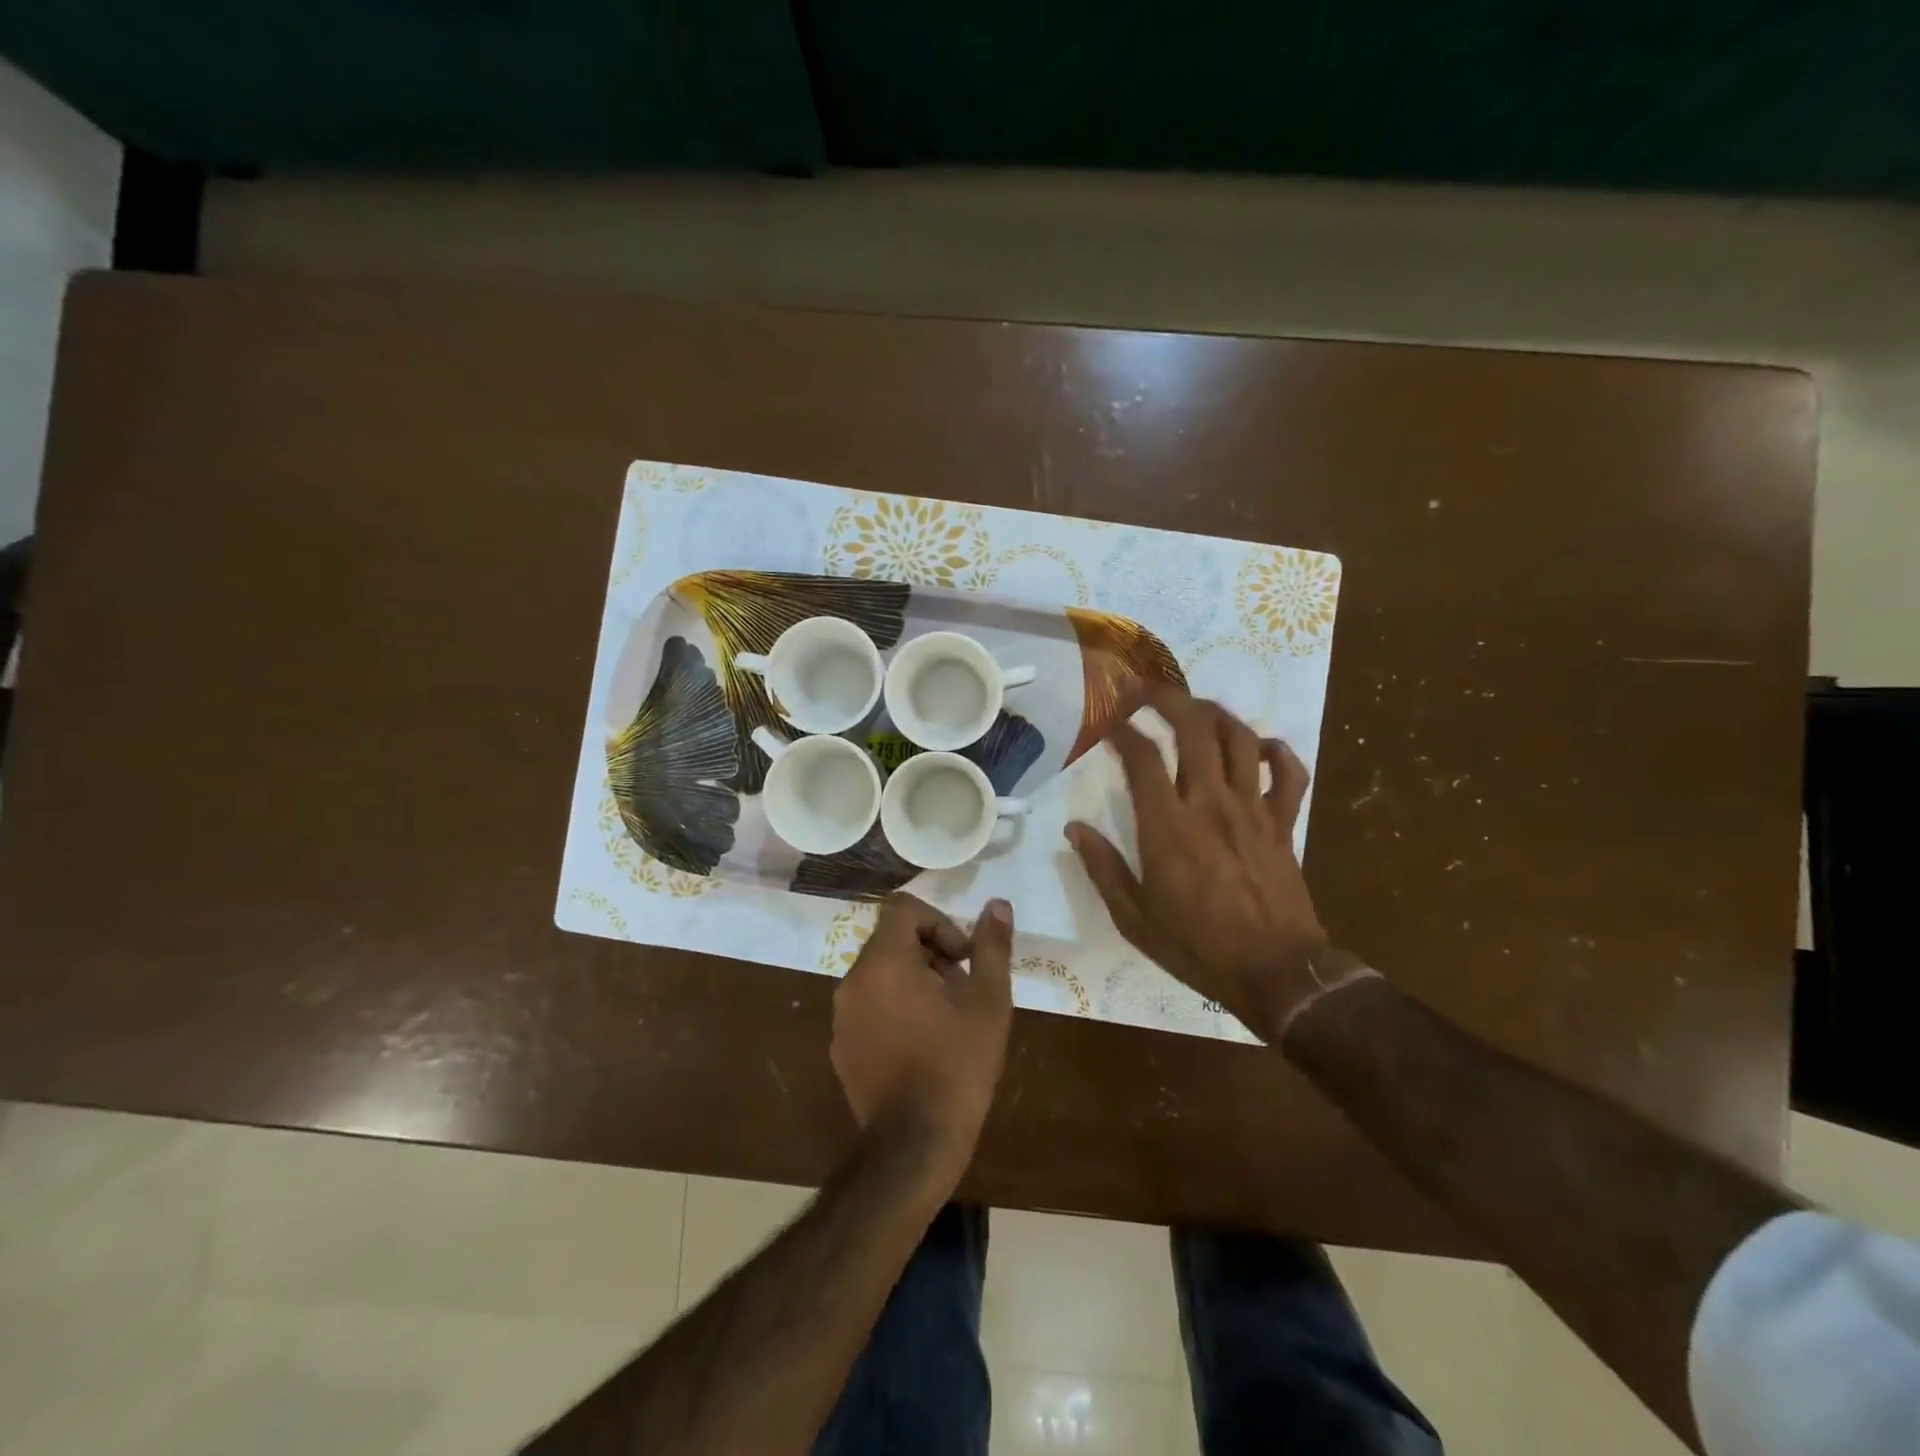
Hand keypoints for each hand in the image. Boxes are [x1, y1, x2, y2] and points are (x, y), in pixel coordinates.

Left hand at [832, 893, 1013, 1176]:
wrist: (914, 1146)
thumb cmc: (957, 1066)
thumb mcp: (988, 1002)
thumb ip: (992, 947)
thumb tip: (997, 904)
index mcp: (884, 961)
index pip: (903, 908)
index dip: (939, 922)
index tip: (963, 958)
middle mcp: (853, 980)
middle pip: (892, 940)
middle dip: (931, 953)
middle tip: (962, 990)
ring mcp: (841, 1016)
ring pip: (881, 974)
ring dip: (914, 981)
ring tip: (947, 1020)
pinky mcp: (840, 1047)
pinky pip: (869, 1007)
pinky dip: (894, 1009)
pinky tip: (922, 1046)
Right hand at [1065, 686, 1337, 1039]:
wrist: (1276, 972)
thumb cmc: (1197, 946)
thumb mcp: (1134, 918)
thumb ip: (1102, 868)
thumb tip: (1074, 829)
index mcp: (1167, 826)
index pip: (1142, 757)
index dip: (1122, 730)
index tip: (1108, 724)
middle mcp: (1210, 803)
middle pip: (1194, 728)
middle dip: (1167, 699)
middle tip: (1146, 693)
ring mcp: (1253, 809)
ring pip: (1239, 738)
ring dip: (1215, 714)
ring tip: (1195, 711)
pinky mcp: (1283, 823)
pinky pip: (1290, 773)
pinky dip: (1276, 751)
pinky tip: (1258, 748)